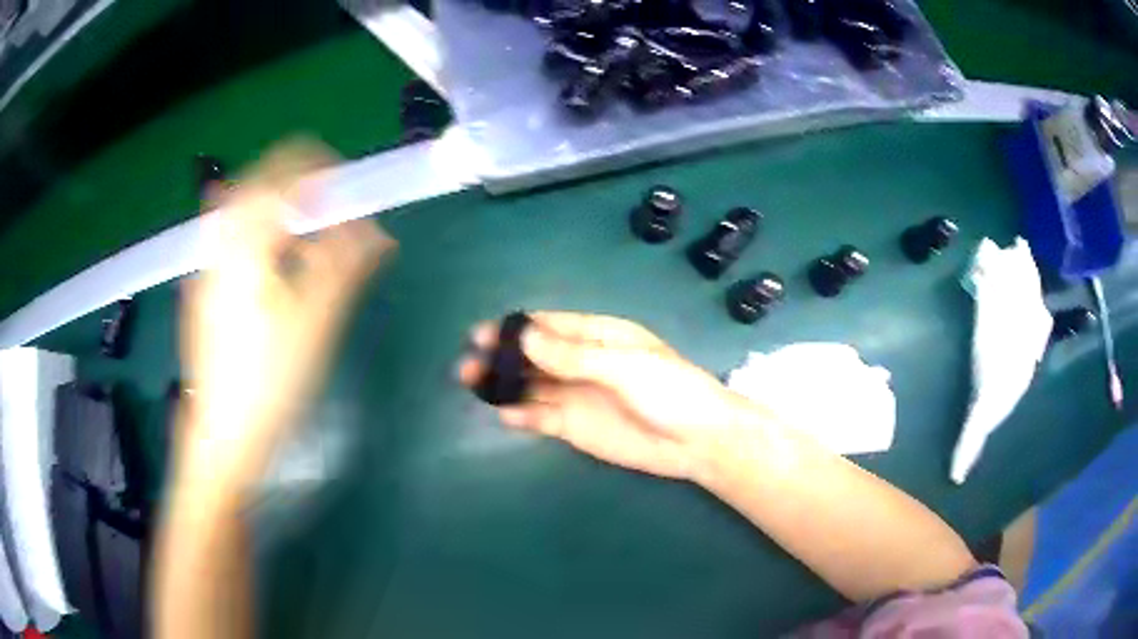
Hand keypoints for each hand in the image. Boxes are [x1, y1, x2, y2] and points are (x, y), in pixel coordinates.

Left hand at [177, 141, 394, 484]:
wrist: (223, 436)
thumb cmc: (270, 382)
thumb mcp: (316, 322)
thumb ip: (346, 266)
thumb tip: (380, 232)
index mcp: (246, 242)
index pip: (284, 172)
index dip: (322, 169)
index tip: (350, 189)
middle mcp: (220, 244)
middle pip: (257, 183)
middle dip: (297, 185)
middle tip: (330, 205)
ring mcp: (207, 268)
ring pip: (240, 211)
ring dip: (276, 208)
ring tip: (305, 231)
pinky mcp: (204, 292)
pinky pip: (230, 240)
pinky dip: (257, 234)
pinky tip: (272, 263)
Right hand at [459, 312, 756, 479]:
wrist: (697, 441)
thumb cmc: (670, 391)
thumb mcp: (623, 366)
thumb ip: (573, 355)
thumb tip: (524, 337)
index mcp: (597, 336)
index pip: (547, 326)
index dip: (514, 328)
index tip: (481, 335)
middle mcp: (581, 362)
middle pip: (532, 356)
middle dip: (500, 357)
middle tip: (467, 365)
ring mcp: (576, 396)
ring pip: (531, 385)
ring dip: (503, 384)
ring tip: (471, 385)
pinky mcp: (575, 427)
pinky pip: (541, 417)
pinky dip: (521, 414)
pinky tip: (503, 414)